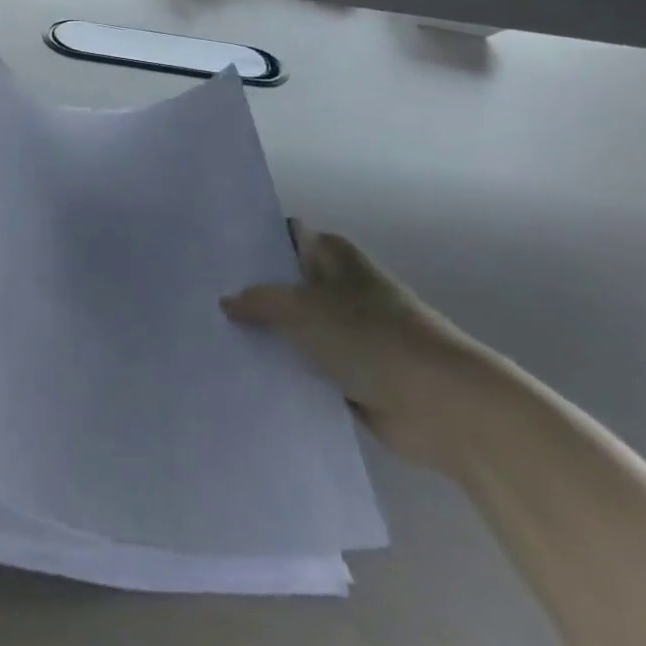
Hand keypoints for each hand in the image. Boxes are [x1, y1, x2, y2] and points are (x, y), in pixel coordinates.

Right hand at [222, 224, 490, 472]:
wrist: (444, 406)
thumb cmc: (372, 337)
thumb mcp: (303, 309)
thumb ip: (260, 301)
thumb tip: (227, 300)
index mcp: (334, 258)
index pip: (285, 239)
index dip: (252, 245)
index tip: (213, 255)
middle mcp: (339, 290)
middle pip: (285, 287)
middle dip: (251, 296)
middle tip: (201, 301)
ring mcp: (346, 335)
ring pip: (294, 331)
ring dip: (266, 340)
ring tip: (211, 341)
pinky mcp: (351, 378)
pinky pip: (306, 370)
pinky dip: (284, 375)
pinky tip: (243, 379)